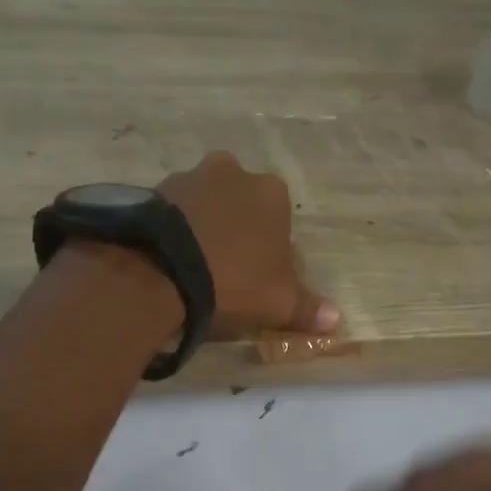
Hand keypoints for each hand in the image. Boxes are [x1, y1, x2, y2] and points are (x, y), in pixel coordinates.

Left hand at [159, 152, 339, 336]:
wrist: (161, 272)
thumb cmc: (234, 282)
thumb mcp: (278, 303)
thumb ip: (308, 308)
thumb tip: (335, 318)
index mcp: (272, 192)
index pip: (280, 221)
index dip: (270, 251)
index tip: (258, 278)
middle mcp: (234, 172)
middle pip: (242, 206)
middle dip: (238, 231)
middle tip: (226, 270)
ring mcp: (191, 176)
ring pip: (207, 204)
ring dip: (205, 226)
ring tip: (194, 266)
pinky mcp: (155, 190)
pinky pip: (173, 211)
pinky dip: (175, 229)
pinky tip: (170, 257)